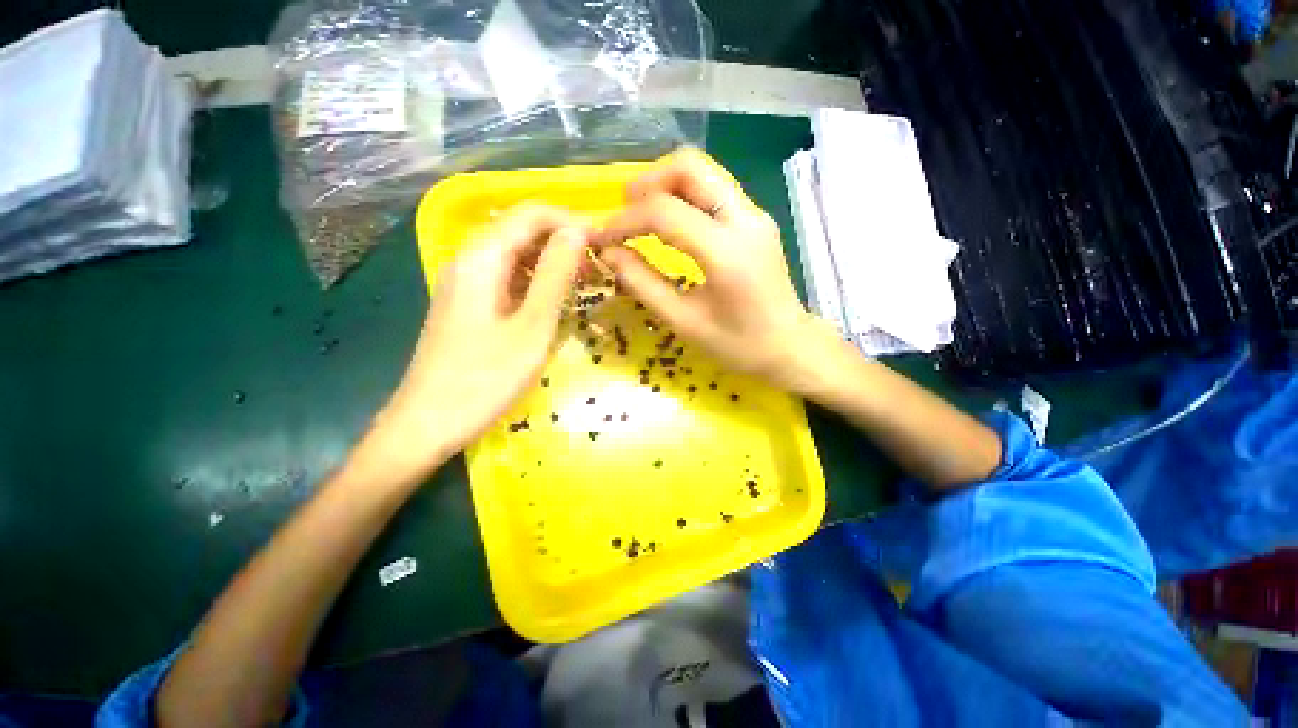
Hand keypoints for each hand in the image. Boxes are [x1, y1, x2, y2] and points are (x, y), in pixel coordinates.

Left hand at [361, 204, 590, 481]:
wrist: (428, 422)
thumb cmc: (486, 378)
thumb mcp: (532, 325)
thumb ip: (555, 274)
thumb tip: (577, 231)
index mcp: (482, 256)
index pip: (532, 213)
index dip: (572, 221)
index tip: (605, 241)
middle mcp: (469, 258)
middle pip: (521, 228)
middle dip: (564, 239)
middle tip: (600, 265)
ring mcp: (466, 280)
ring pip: (515, 252)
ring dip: (552, 259)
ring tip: (585, 282)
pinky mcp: (468, 301)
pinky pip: (507, 275)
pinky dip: (536, 279)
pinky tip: (554, 298)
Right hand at [595, 148, 839, 392]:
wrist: (790, 347)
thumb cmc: (739, 345)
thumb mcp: (683, 322)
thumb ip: (642, 284)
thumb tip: (608, 253)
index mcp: (727, 252)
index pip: (665, 213)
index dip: (625, 221)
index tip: (601, 239)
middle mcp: (745, 220)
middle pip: (690, 167)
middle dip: (648, 182)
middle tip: (623, 211)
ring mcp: (755, 215)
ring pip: (704, 172)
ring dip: (665, 184)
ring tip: (640, 214)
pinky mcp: (755, 220)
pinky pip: (714, 190)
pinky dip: (684, 195)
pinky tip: (669, 222)